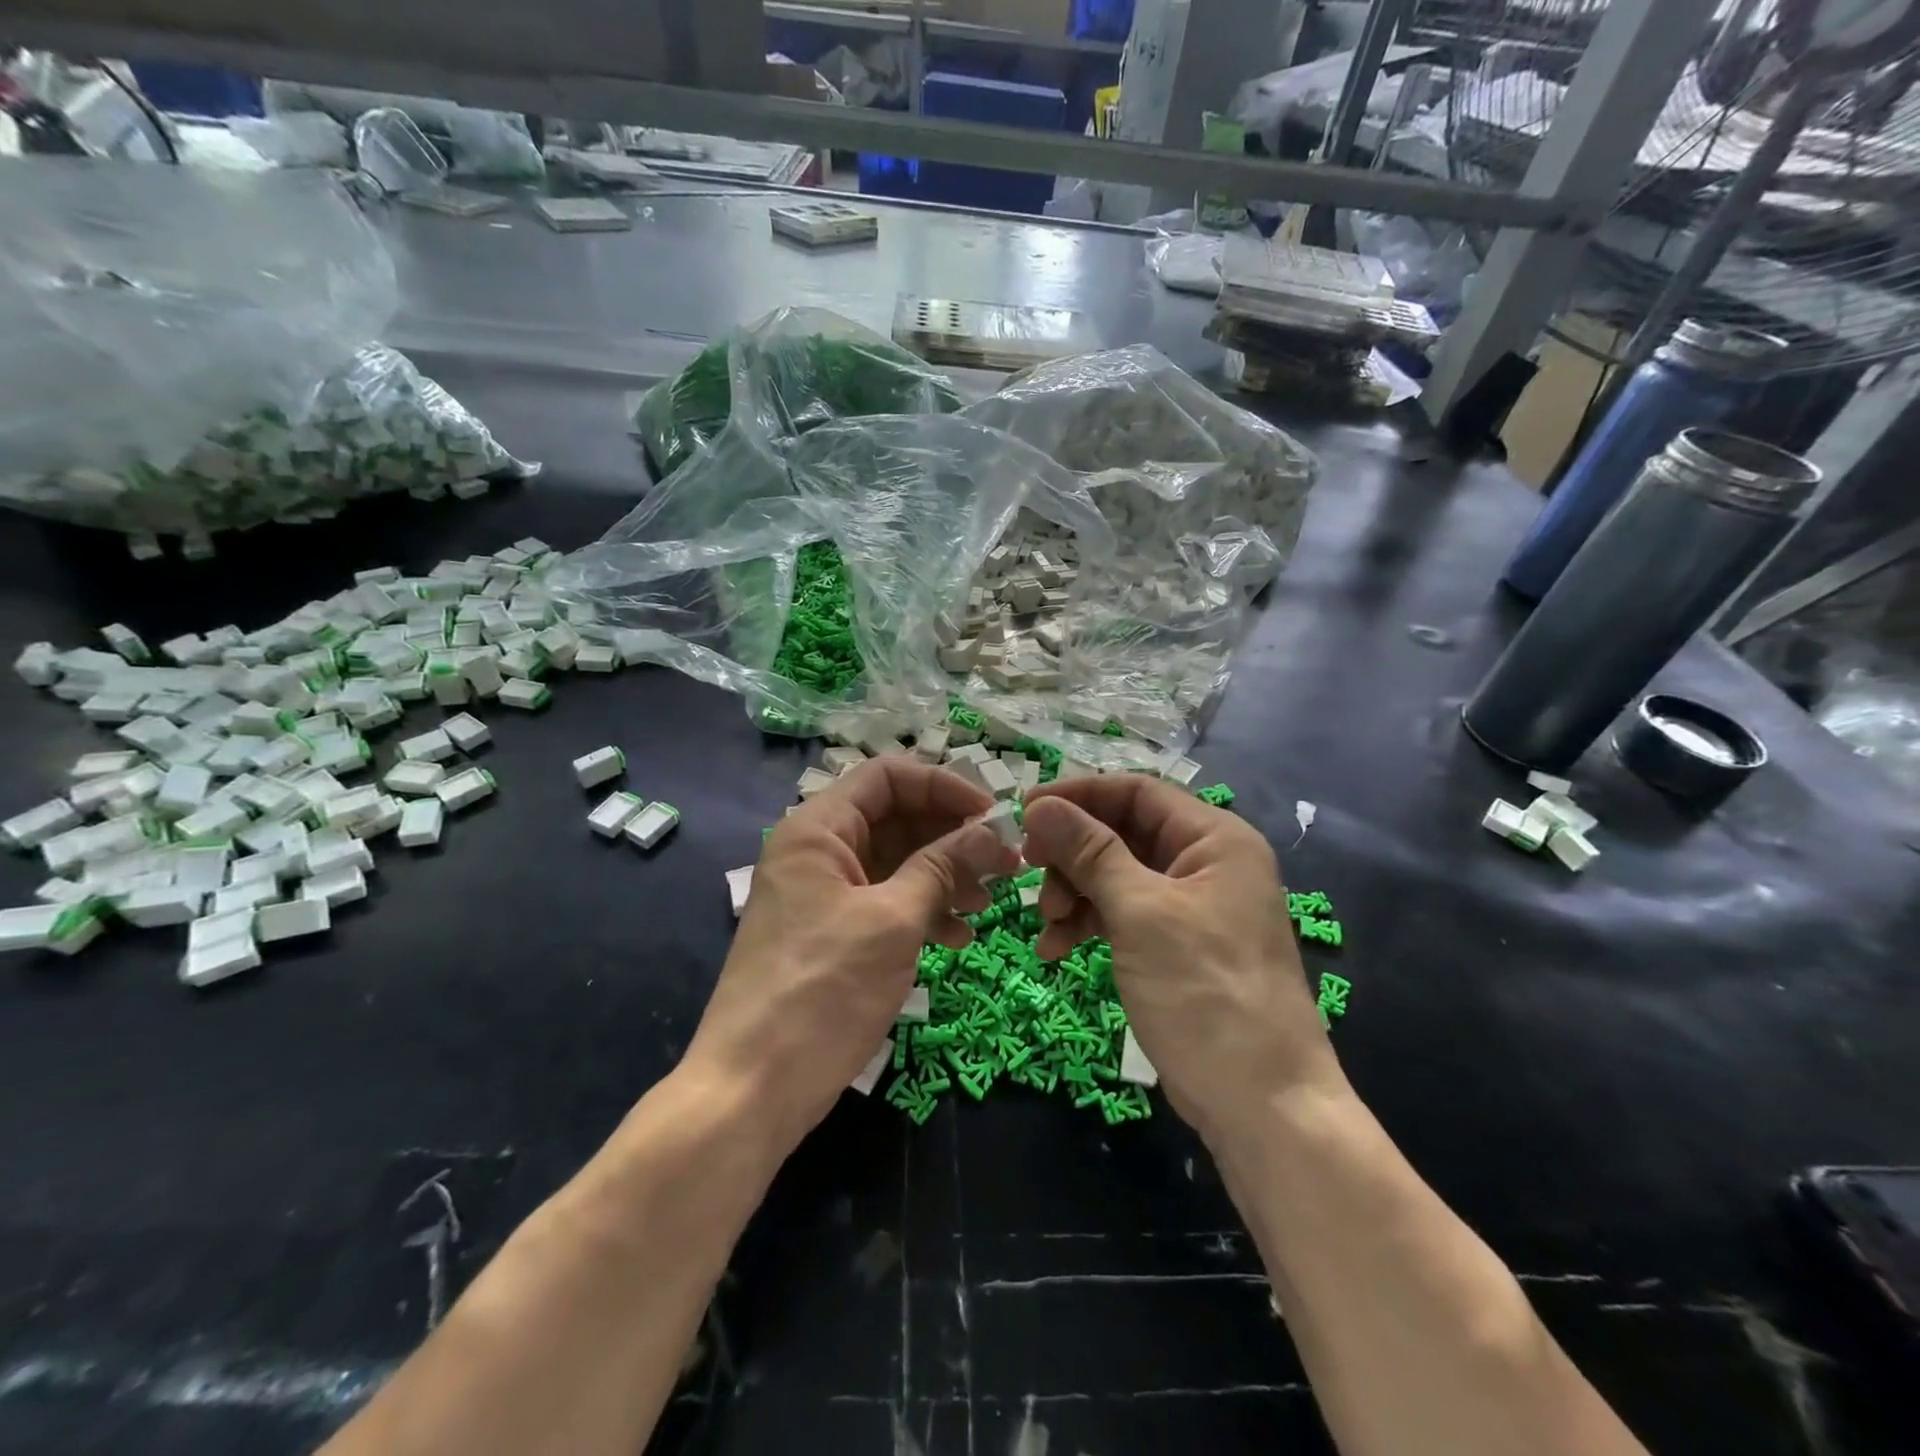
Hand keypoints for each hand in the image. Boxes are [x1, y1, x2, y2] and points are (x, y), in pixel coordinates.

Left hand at [683, 757, 1020, 1157]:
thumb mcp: (893, 921)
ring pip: (897, 862)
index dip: (944, 786)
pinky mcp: (834, 933)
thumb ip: (943, 867)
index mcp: (819, 829)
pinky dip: (924, 911)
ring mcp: (825, 894)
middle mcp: (819, 851)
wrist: (752, 1089)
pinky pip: (887, 902)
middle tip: (1006, 863)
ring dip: (945, 876)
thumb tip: (992, 831)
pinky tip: (958, 937)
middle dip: (952, 837)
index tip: (993, 815)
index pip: (888, 777)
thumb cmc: (823, 991)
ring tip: (987, 903)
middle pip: (896, 818)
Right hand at [1021, 774, 1341, 1144]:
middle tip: (1029, 873)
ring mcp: (1190, 906)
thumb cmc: (1204, 992)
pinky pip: (1122, 914)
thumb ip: (1090, 852)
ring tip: (1046, 925)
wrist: (1262, 1103)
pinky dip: (1088, 923)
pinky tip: (1056, 949)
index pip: (1136, 792)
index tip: (1025, 812)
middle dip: (1073, 853)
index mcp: (1214, 839)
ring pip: (1116, 874)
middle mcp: (1205, 863)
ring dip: (1074, 892)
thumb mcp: (1140, 913)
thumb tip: (1040, 804)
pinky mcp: (1175, 945)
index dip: (1078, 796)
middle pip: (1122, 832)